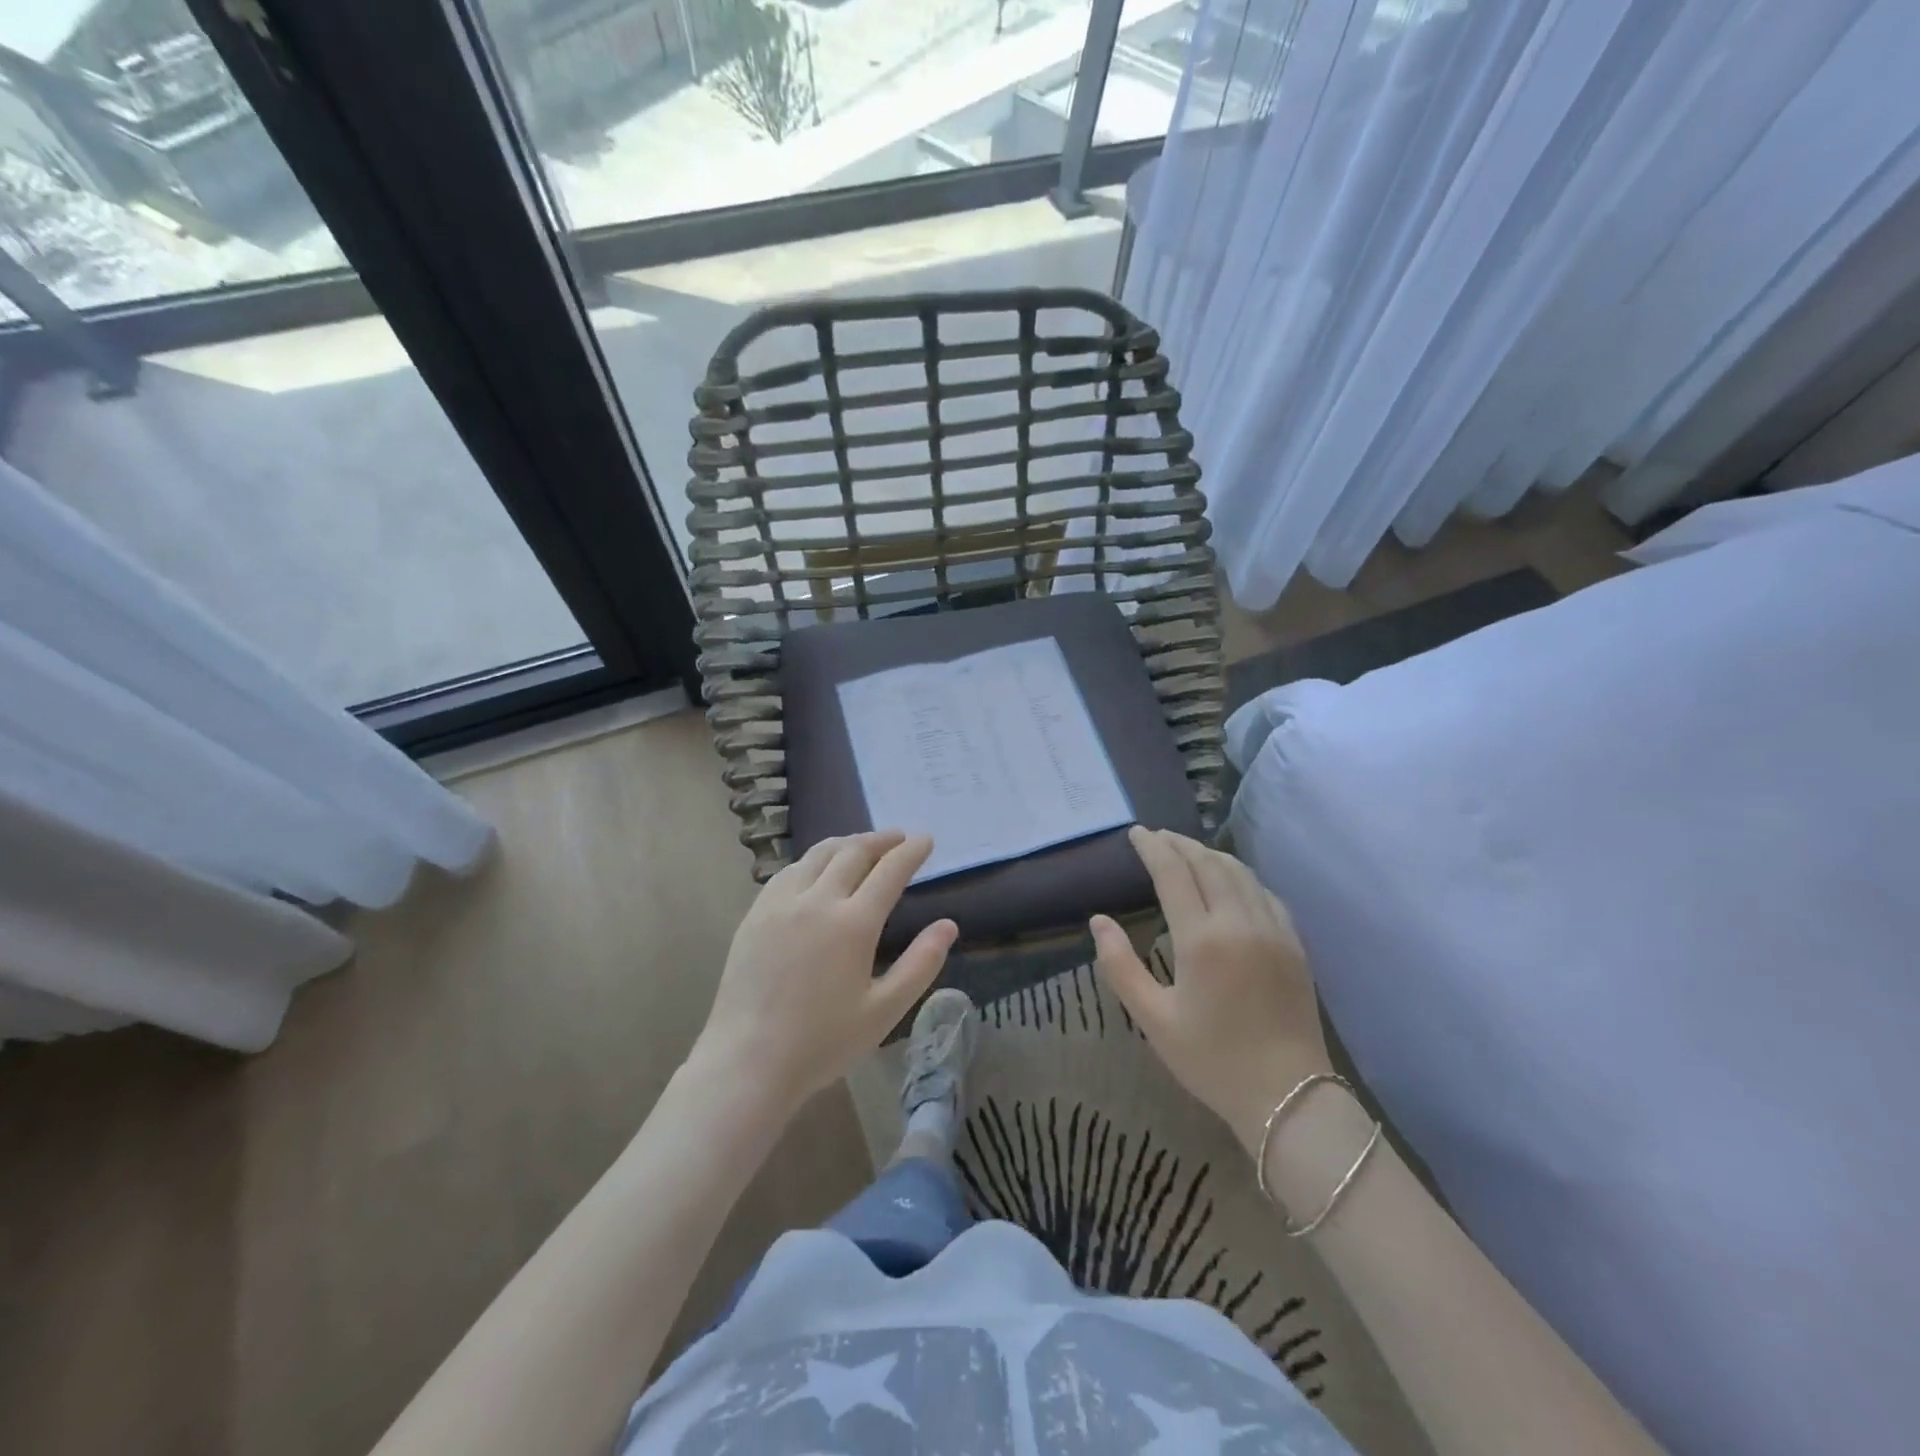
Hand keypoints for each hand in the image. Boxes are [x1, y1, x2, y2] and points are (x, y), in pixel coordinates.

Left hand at [694, 831, 956, 1104]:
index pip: (889, 870)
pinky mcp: (756, 914)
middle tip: (898, 837)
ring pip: (818, 855)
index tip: (925, 840)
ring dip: (846, 843)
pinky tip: (817, 869)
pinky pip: (789, 871)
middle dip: (880, 840)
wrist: (747, 1061)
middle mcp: (816, 901)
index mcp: (853, 923)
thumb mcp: (884, 1010)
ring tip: (862, 845)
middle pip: (853, 852)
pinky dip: (813, 860)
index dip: (910, 851)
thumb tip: (948, 926)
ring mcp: (781, 903)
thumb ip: (921, 964)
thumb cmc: (822, 1042)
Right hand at [1091, 827, 1331, 1157]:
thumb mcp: (1153, 1019)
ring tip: (1186, 850)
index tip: (1136, 833)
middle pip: (1207, 863)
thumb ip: (1120, 965)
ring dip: (1209, 854)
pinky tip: (1229, 880)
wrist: (1289, 1097)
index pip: (1173, 873)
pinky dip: (1240, 875)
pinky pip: (1264, 892)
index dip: (1153, 848)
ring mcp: (1273, 930)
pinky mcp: (1294, 943)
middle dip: (1179, 844)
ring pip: (1239, 872)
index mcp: (1201, 940)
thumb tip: (1098, 920)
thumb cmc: (1212, 1060)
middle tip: (1156, 836)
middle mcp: (1239, 922)